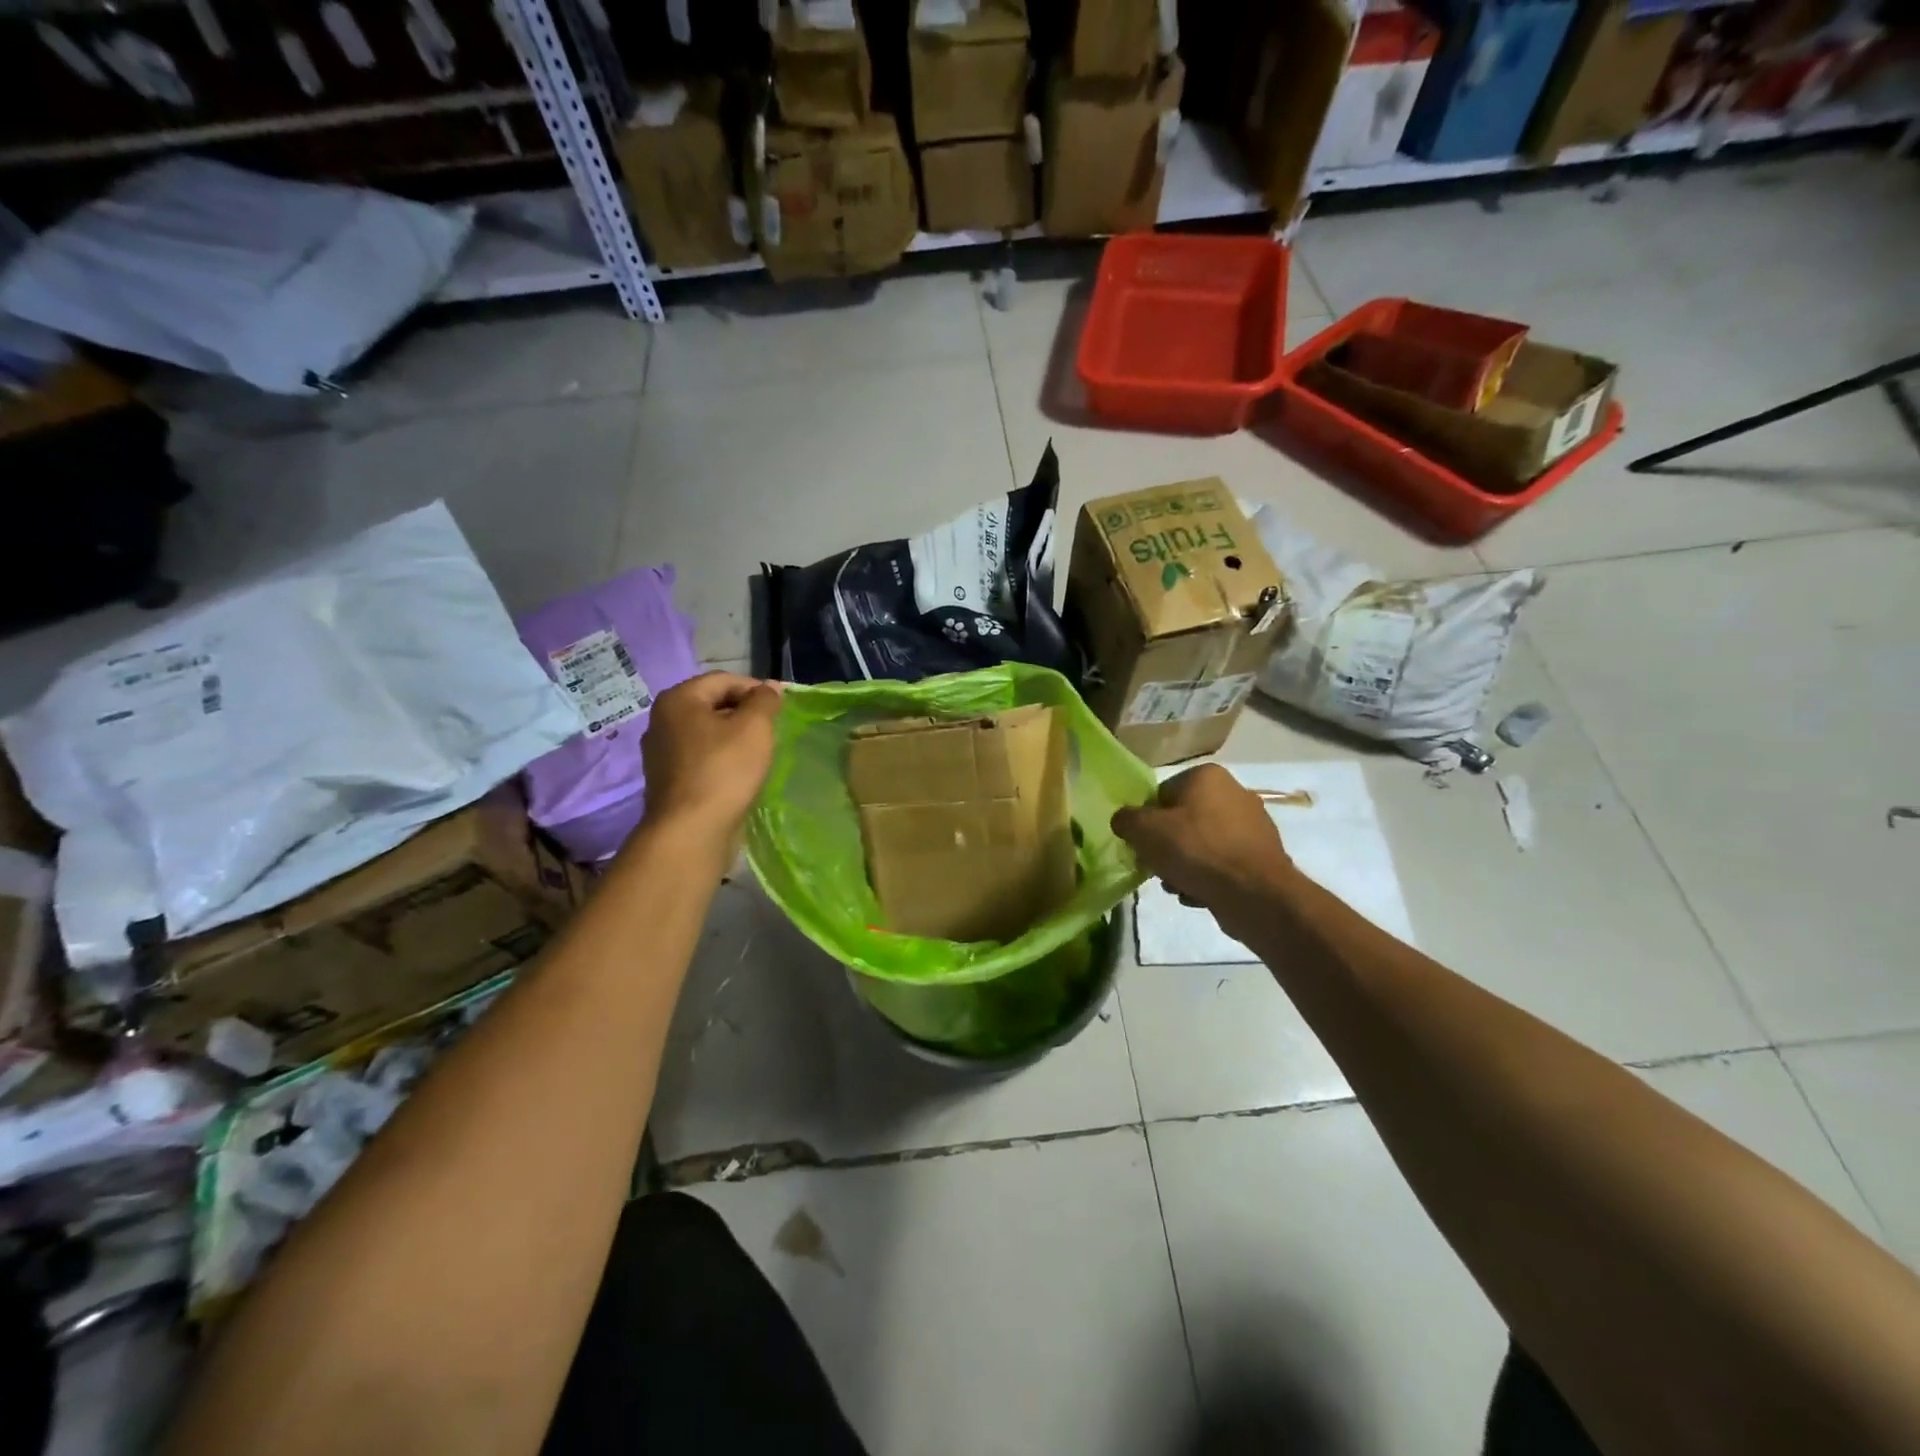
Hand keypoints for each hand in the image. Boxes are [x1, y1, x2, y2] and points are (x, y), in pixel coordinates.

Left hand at [641, 672, 782, 841]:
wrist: (691, 831)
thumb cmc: (724, 770)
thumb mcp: (755, 728)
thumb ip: (765, 701)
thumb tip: (770, 687)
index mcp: (678, 699)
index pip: (725, 680)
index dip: (756, 689)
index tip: (781, 709)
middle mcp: (662, 720)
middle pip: (713, 704)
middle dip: (745, 714)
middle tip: (772, 732)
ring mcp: (660, 753)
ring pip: (707, 733)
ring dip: (734, 738)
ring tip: (759, 754)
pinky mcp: (667, 780)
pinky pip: (700, 758)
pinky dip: (721, 760)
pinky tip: (739, 775)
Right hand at [1111, 764, 1299, 945]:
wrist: (1255, 894)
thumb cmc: (1196, 851)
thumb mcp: (1145, 831)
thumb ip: (1126, 820)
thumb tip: (1124, 821)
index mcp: (1207, 776)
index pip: (1161, 794)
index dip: (1147, 822)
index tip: (1143, 845)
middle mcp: (1234, 793)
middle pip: (1181, 821)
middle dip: (1166, 847)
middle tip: (1158, 868)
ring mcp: (1252, 825)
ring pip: (1200, 845)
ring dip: (1184, 866)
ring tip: (1178, 886)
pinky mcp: (1262, 856)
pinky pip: (1221, 864)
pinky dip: (1208, 878)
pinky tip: (1200, 895)